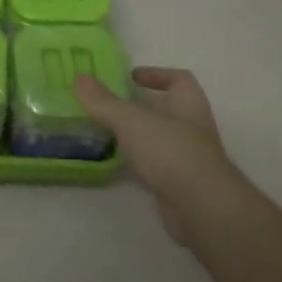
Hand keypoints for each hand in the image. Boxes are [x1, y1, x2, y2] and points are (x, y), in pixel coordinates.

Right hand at [74, 67, 248, 246]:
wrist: (201, 207)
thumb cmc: (171, 151)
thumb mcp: (131, 120)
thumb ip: (104, 101)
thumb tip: (79, 77)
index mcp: (188, 102)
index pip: (178, 79)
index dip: (156, 74)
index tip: (130, 77)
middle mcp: (190, 126)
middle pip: (163, 109)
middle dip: (136, 106)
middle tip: (105, 104)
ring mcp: (185, 156)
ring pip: (155, 139)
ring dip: (132, 135)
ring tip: (100, 131)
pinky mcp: (175, 183)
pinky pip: (150, 166)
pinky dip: (132, 164)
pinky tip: (109, 165)